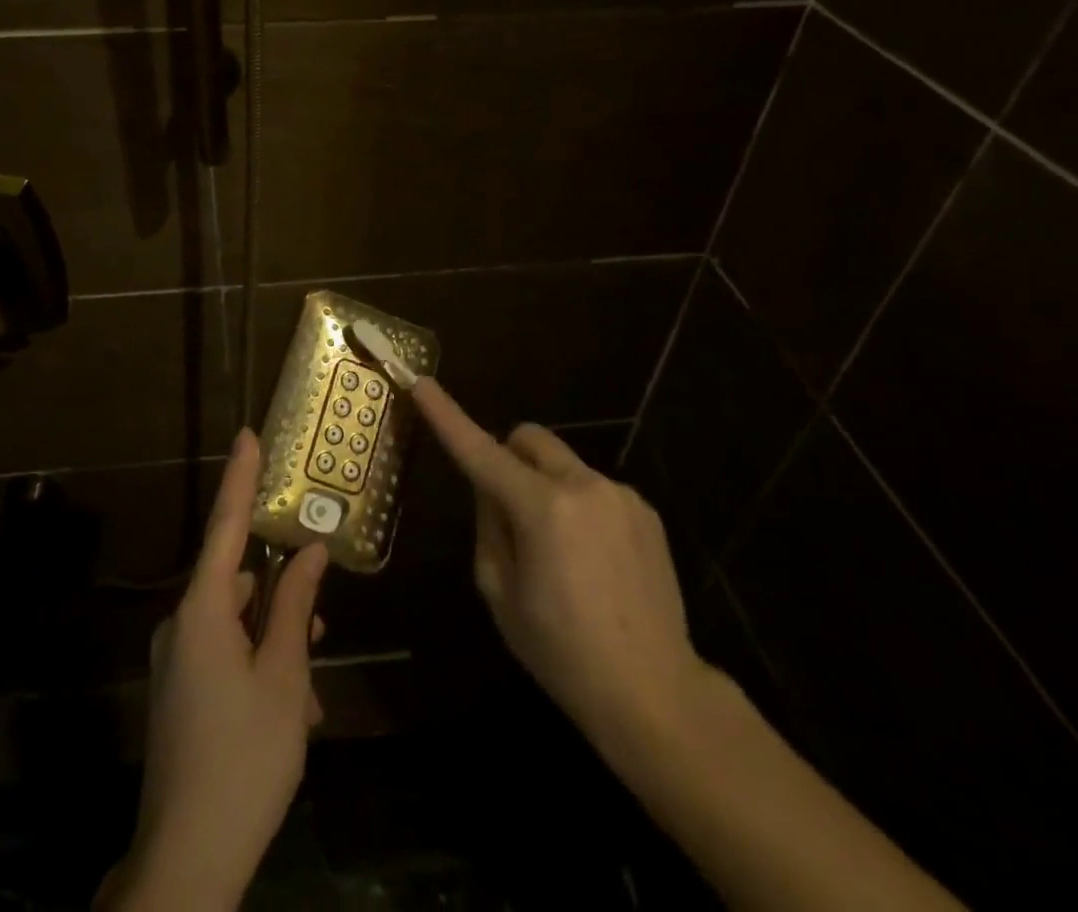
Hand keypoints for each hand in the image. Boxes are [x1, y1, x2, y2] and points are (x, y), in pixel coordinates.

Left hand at [101, 429, 328, 911]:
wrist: (187, 862)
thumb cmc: (245, 758)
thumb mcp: (284, 679)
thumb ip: (295, 609)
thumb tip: (309, 552)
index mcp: (202, 612)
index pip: (225, 527)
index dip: (239, 479)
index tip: (247, 435)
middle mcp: (181, 626)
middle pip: (237, 584)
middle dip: (281, 595)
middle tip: (320, 616)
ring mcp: (177, 662)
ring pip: (236, 626)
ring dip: (276, 642)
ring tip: (313, 685)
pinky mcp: (180, 693)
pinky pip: (224, 657)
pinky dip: (259, 667)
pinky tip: (293, 710)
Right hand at [410, 378, 711, 763]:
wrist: (656, 694)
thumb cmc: (562, 652)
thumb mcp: (500, 593)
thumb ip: (488, 526)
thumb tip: (491, 489)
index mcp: (542, 509)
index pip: (481, 451)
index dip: (447, 416)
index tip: (422, 384)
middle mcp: (583, 486)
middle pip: (528, 438)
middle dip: (507, 458)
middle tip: (506, 510)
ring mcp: (620, 495)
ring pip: (562, 465)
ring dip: (545, 487)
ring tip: (560, 553)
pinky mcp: (645, 510)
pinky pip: (593, 488)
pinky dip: (578, 506)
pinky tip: (593, 561)